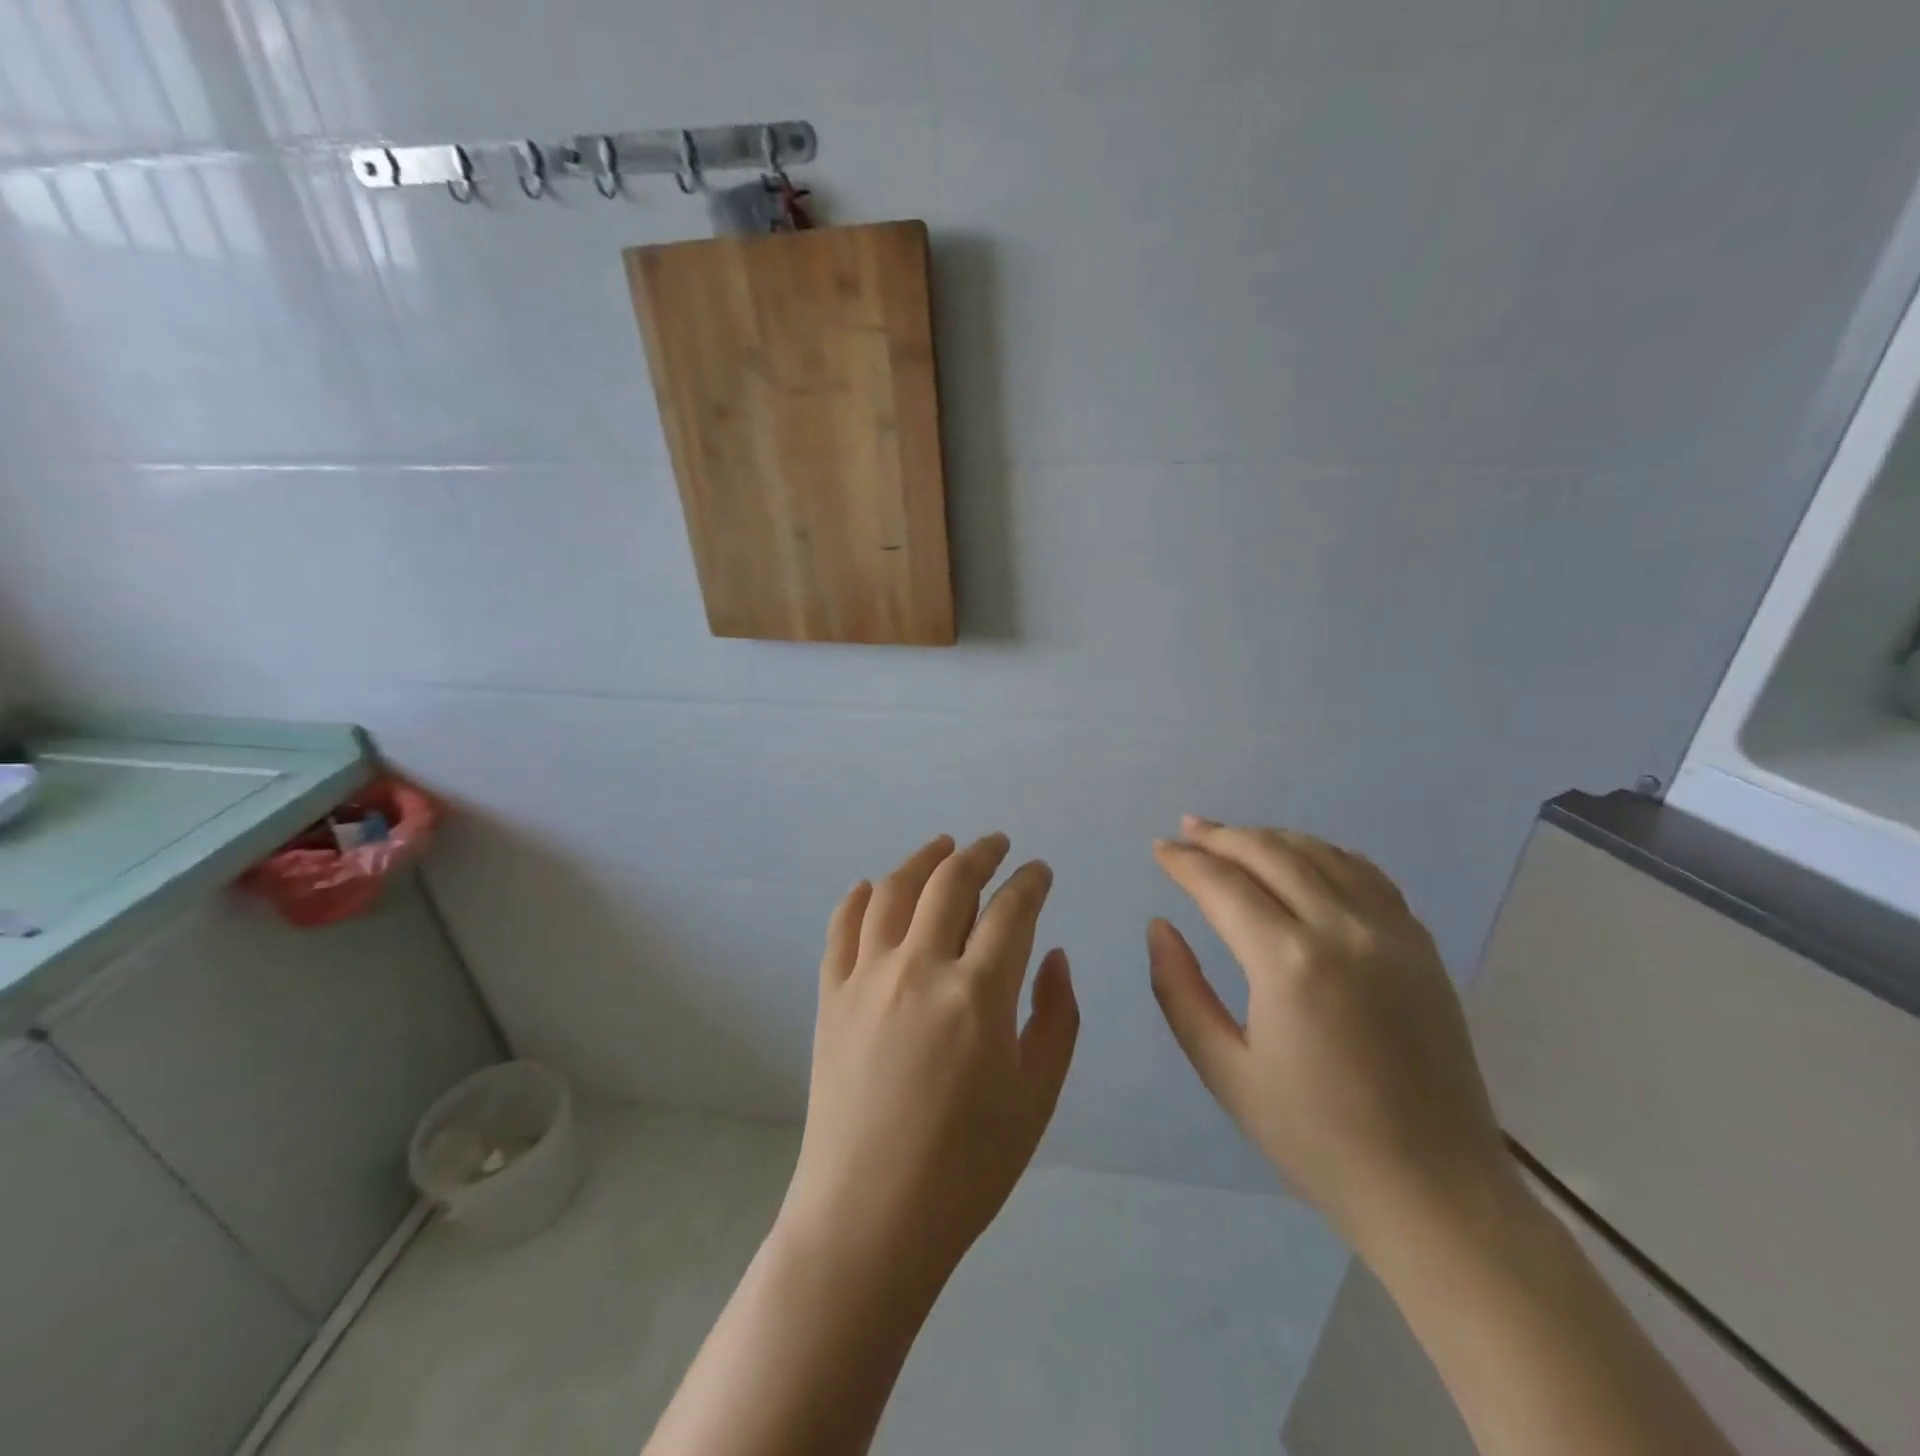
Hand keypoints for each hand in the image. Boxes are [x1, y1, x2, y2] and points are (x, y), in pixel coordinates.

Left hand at [777, 834, 1079, 1293]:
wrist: (870, 1217)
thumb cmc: (968, 1167)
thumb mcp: (1037, 1097)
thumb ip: (1056, 1017)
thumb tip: (1054, 954)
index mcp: (978, 994)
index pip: (1012, 909)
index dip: (1031, 881)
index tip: (1040, 871)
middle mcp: (919, 968)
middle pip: (951, 882)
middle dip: (981, 853)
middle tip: (997, 844)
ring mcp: (867, 977)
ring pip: (894, 890)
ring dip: (922, 859)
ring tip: (942, 846)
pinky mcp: (831, 995)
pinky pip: (842, 927)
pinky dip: (860, 897)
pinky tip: (874, 887)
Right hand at [1149, 817, 1517, 1254]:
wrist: (1434, 1191)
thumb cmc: (1315, 1138)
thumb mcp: (1225, 1071)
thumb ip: (1180, 990)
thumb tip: (1159, 927)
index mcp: (1288, 964)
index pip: (1223, 885)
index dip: (1185, 862)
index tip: (1159, 849)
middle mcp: (1343, 931)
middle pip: (1271, 853)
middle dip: (1222, 836)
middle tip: (1187, 830)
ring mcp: (1392, 933)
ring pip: (1321, 854)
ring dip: (1270, 837)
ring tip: (1234, 836)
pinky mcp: (1421, 947)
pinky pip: (1367, 875)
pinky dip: (1324, 854)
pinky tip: (1303, 858)